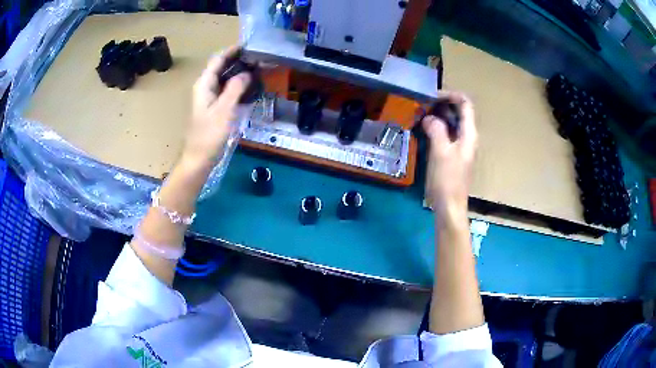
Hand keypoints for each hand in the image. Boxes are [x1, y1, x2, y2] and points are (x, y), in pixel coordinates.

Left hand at [182, 46, 250, 167]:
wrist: (199, 159)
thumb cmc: (209, 135)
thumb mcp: (224, 110)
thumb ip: (235, 89)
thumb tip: (247, 73)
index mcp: (203, 84)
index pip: (217, 60)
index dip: (232, 51)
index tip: (249, 46)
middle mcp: (205, 88)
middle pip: (221, 68)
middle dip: (238, 61)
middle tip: (259, 58)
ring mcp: (210, 98)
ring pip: (225, 79)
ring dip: (239, 73)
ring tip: (258, 69)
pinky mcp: (215, 108)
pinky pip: (227, 91)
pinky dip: (238, 86)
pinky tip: (251, 87)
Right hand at [423, 92, 476, 223]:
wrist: (450, 206)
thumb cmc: (447, 180)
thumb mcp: (441, 152)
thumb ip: (437, 130)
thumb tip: (429, 118)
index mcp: (469, 134)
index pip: (465, 104)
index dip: (451, 95)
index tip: (432, 97)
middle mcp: (467, 137)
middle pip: (458, 112)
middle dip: (441, 105)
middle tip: (422, 107)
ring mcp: (461, 146)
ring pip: (451, 123)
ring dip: (437, 117)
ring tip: (420, 116)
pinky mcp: (453, 155)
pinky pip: (446, 134)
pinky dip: (436, 129)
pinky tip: (424, 131)